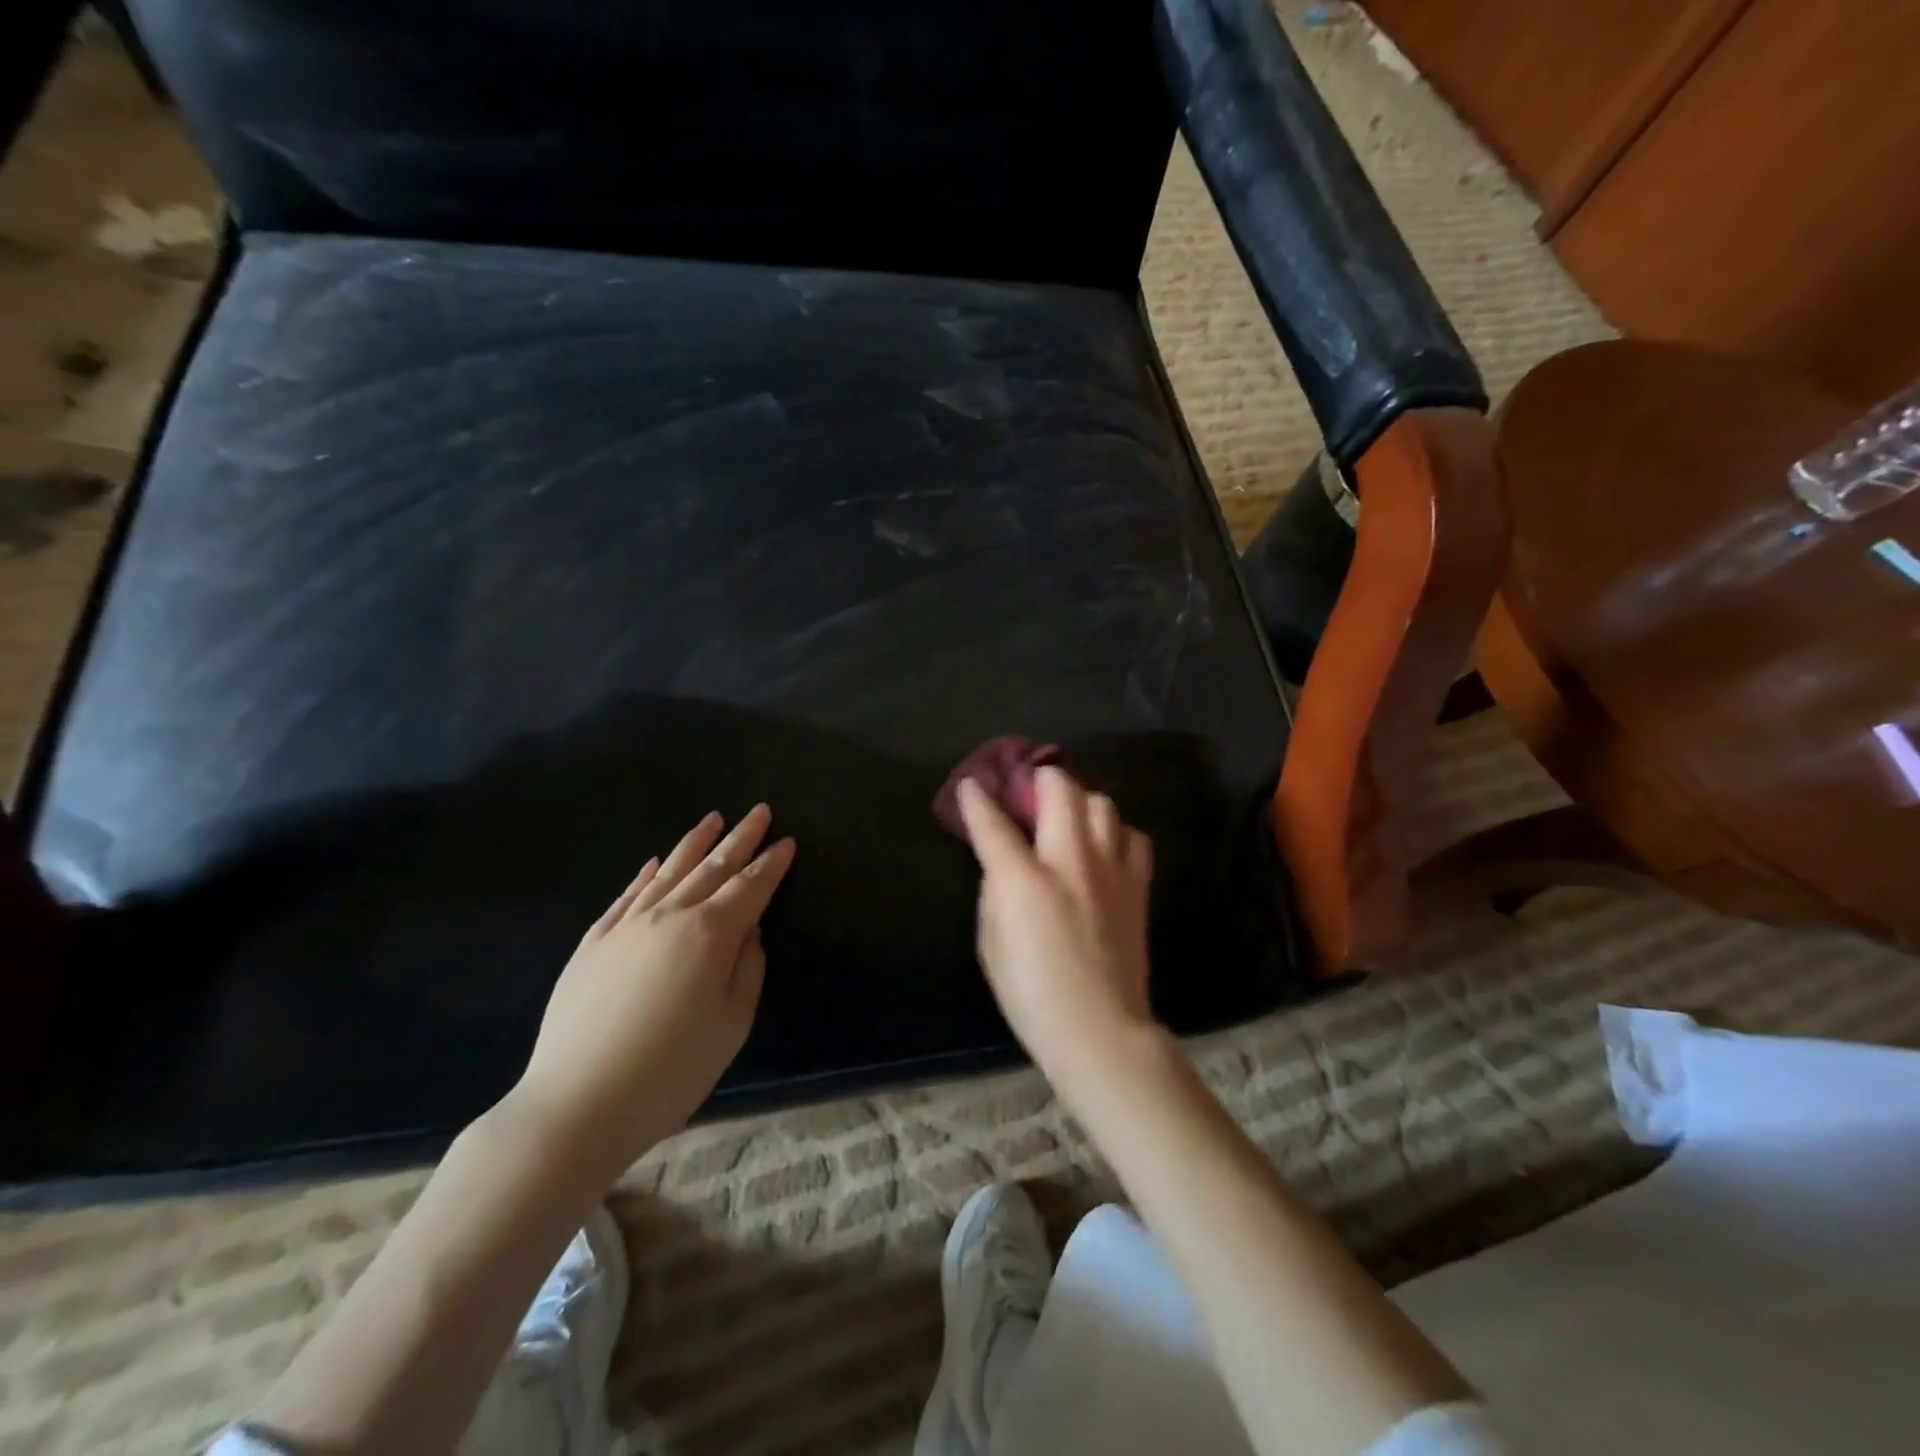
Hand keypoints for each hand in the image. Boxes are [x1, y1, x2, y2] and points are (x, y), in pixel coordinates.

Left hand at [509, 806, 794, 1173]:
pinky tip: (653, 863)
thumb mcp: (732, 1023)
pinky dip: (645, 875)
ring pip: (668, 872)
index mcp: (710, 934)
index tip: (787, 841)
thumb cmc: (672, 1069)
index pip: (750, 887)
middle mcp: (669, 916)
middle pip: (712, 868)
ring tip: (714, 820)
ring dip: (695, 844)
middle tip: (759, 812)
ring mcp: (626, 926)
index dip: (772, 863)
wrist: (577, 1103)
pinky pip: (625, 897)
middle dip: (741, 838)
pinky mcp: (592, 944)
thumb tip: (748, 929)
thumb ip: (748, 968)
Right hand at [956, 767, 1156, 1085]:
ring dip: (1080, 802)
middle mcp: (1069, 860)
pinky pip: (1133, 836)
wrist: (1099, 1029)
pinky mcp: (1137, 885)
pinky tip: (1104, 850)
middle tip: (1030, 790)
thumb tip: (1004, 863)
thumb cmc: (1031, 994)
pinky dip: (1115, 833)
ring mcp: (1110, 869)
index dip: (978, 799)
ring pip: (1102, 803)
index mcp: (1024, 879)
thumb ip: (995, 892)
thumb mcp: (990, 943)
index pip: (993, 823)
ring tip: (1068, 820)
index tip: (973, 785)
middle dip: (1040, 778)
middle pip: (1060, 789)